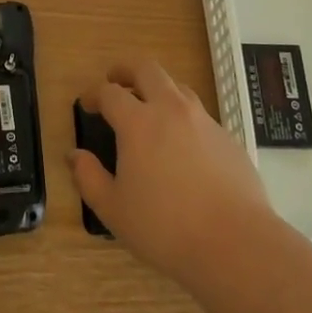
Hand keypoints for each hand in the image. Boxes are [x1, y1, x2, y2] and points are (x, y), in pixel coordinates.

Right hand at [70, 61, 272, 286]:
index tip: (87, 104)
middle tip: (116, 80)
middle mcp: (171, 110)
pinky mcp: (227, 137)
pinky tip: (182, 146)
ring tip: (149, 109)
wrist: (236, 243)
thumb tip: (75, 156)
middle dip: (127, 70)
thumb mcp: (114, 210)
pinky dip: (183, 117)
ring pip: (177, 87)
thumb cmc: (165, 228)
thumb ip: (89, 178)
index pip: (110, 93)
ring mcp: (204, 120)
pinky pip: (199, 114)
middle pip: (147, 69)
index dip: (94, 94)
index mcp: (138, 123)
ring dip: (158, 89)